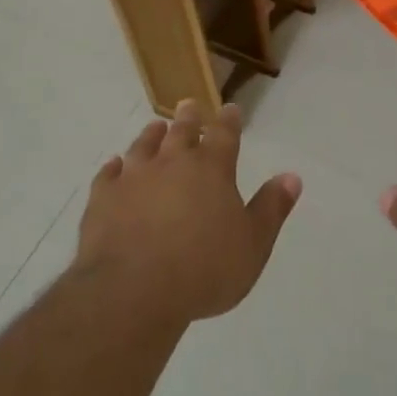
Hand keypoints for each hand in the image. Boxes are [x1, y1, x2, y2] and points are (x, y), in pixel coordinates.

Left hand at [74, 101, 301, 329]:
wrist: (134, 290)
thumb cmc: (204, 270)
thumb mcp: (253, 245)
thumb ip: (271, 208)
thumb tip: (292, 176)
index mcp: (212, 169)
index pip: (224, 135)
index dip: (229, 121)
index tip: (230, 109)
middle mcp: (172, 162)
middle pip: (182, 131)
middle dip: (188, 117)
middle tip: (188, 105)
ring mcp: (134, 177)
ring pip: (144, 146)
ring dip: (151, 135)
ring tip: (155, 126)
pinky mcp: (104, 198)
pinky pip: (108, 175)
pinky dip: (113, 168)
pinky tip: (114, 166)